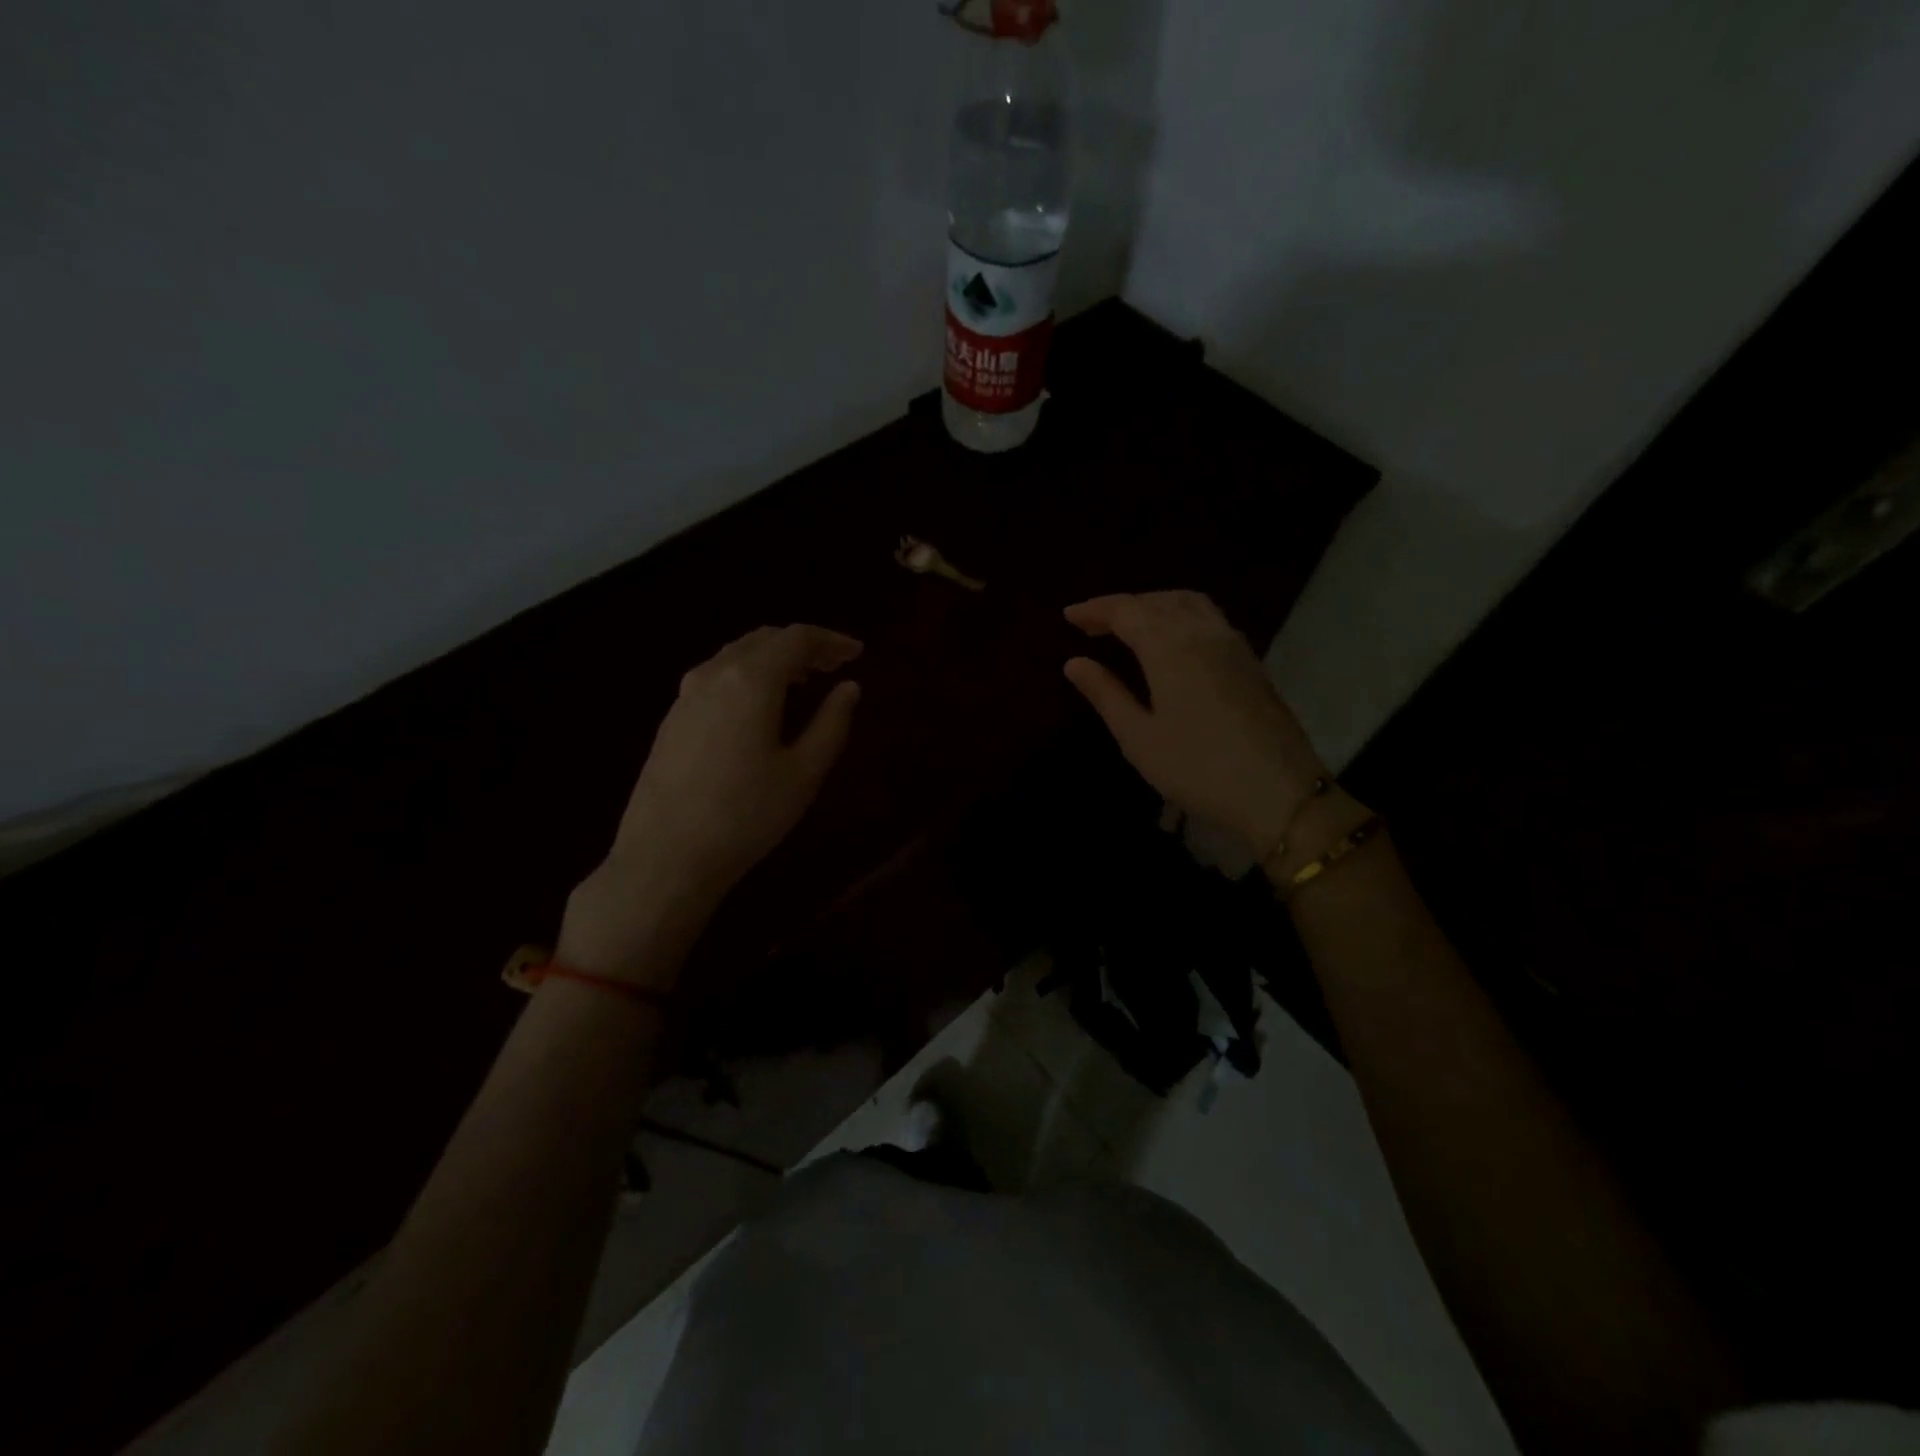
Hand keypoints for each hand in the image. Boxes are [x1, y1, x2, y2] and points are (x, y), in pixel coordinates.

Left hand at [557, 625, 862, 982]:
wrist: (666, 856)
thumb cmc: (746, 815)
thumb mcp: (804, 772)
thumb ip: (832, 722)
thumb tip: (850, 687)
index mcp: (751, 680)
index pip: (796, 638)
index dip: (830, 640)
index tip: (857, 652)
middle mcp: (714, 674)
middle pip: (763, 640)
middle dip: (802, 646)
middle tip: (833, 666)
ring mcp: (685, 696)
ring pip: (736, 656)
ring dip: (773, 659)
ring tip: (801, 683)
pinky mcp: (671, 719)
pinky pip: (716, 677)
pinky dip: (747, 676)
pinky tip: (758, 707)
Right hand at [1063, 591, 1327, 857]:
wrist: (1278, 792)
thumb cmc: (1197, 768)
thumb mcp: (1138, 737)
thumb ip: (1106, 694)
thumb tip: (1074, 662)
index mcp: (1170, 648)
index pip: (1126, 611)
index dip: (1095, 609)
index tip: (1069, 615)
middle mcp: (1203, 633)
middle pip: (1157, 601)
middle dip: (1122, 606)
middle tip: (1092, 625)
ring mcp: (1232, 644)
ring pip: (1188, 603)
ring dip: (1154, 604)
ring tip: (1130, 626)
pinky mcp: (1250, 661)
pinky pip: (1209, 618)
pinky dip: (1180, 614)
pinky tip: (1172, 640)